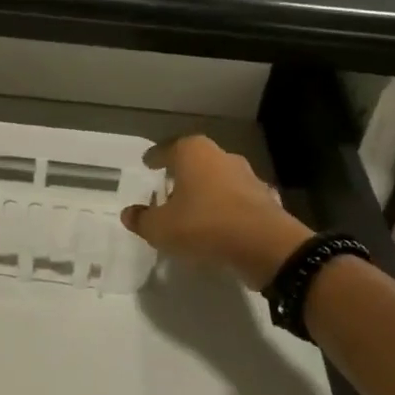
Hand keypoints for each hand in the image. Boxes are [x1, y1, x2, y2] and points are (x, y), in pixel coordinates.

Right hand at [122, 135, 311, 290]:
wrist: (264, 246)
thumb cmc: (204, 225)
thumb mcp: (160, 228)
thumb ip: (142, 219)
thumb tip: (129, 213)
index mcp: (193, 152)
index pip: (167, 149)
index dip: (155, 158)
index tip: (148, 163)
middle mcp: (221, 156)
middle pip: (196, 161)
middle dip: (182, 173)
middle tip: (168, 188)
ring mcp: (248, 176)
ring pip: (219, 179)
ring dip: (207, 191)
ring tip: (194, 209)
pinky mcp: (265, 198)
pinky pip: (238, 200)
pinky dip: (227, 209)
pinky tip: (221, 224)